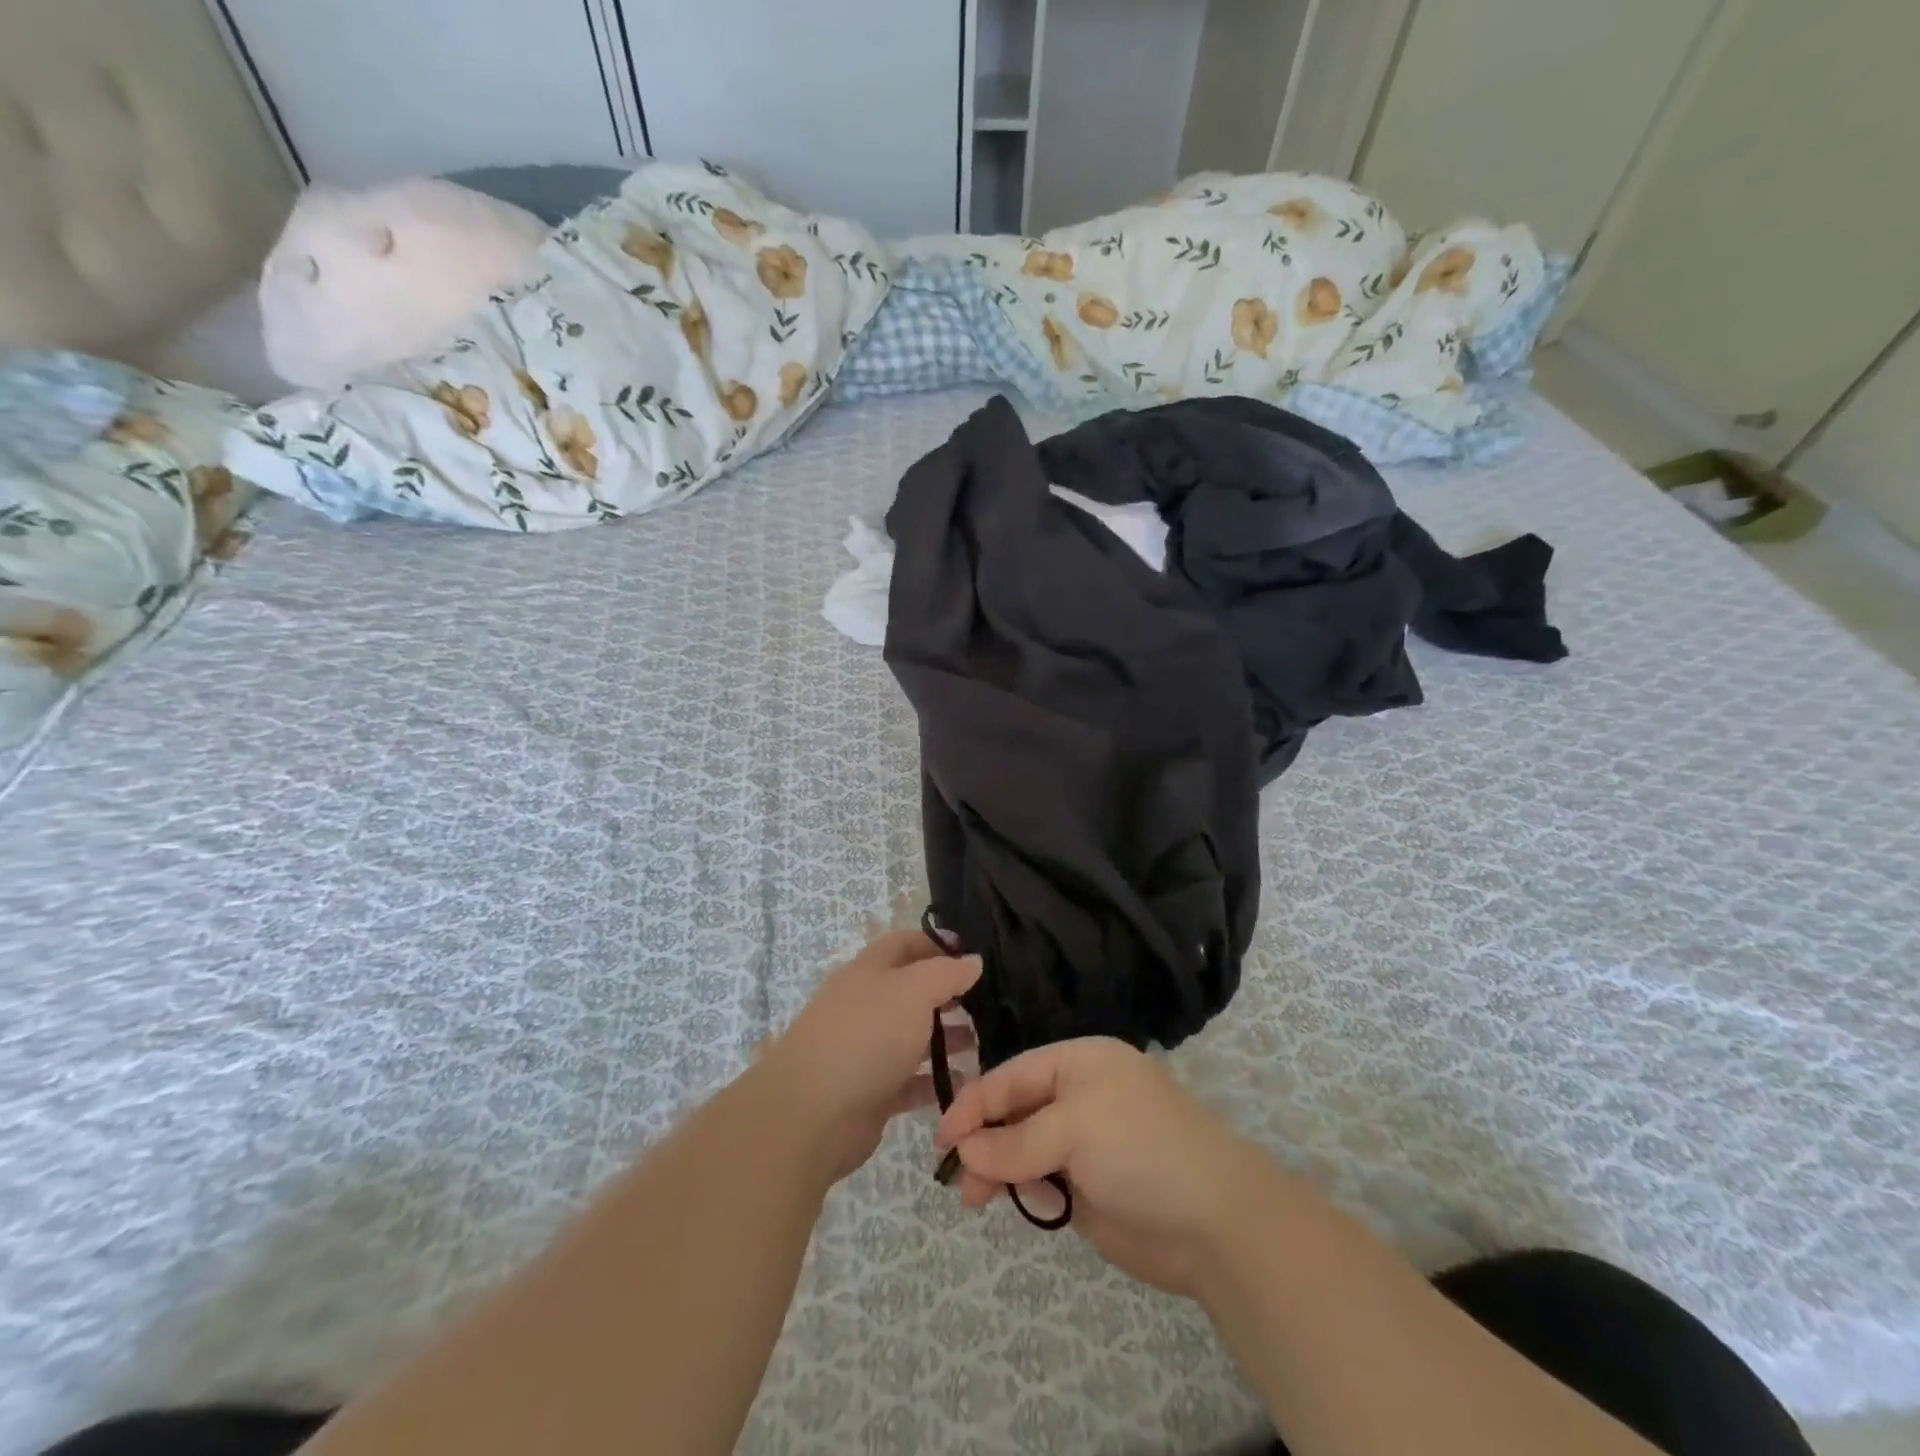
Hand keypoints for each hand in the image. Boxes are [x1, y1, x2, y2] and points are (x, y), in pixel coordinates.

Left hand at [763, 929, 980, 1182]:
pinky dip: (935, 1080)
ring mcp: (866, 1050)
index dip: (937, 943)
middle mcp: (866, 1005)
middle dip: (948, 994)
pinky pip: (910, 1080)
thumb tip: (973, 960)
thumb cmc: (866, 1036)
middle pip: (911, 990)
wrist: (812, 1114)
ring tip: (983, 1042)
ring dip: (946, 1038)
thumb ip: (946, 973)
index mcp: (869, 970)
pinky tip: (965, 1082)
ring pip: (913, 1036)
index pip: (905, 943)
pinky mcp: (870, 1092)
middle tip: (987, 1004)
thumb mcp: (913, 991)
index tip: (973, 956)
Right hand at [933, 1038, 1274, 1296]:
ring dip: (997, 1169)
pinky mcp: (1088, 1187)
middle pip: (1014, 1111)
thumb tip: (966, 1154)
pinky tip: (1024, 1204)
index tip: (942, 1138)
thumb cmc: (1141, 1149)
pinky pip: (1041, 1181)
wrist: (1214, 1223)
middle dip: (983, 1140)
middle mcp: (1079, 1096)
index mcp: (1079, 1062)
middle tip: (957, 1177)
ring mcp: (1084, 1143)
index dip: (975, 1102)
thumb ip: (1016, 1141)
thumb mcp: (1075, 1129)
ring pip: (1023, 1149)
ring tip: (977, 1200)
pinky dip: (1024, 1191)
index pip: (1012, 1074)